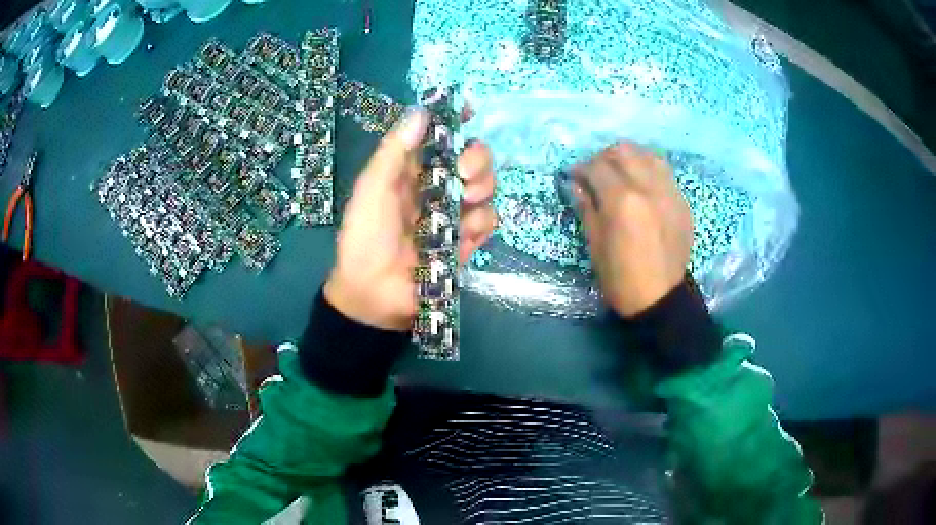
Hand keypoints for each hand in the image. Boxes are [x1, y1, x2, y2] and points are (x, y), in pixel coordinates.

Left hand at [324, 109, 496, 330]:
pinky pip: (489, 220)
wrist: (374, 295)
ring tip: (464, 201)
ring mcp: (455, 213)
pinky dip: (481, 222)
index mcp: (412, 170)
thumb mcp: (372, 189)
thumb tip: (421, 111)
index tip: (470, 110)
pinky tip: (464, 234)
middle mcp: (438, 186)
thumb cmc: (365, 238)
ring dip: (483, 187)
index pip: (441, 137)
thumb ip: (394, 152)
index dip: (456, 120)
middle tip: (464, 172)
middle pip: (474, 158)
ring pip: (487, 186)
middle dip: (477, 158)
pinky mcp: (468, 240)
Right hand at [574, 143, 692, 316]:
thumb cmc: (621, 277)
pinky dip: (648, 170)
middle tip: (596, 173)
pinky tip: (641, 184)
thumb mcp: (595, 244)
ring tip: (620, 173)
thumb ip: (586, 207)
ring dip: (629, 158)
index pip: (597, 167)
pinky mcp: (681, 201)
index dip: (580, 168)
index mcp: (622, 201)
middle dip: (603, 157)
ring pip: (647, 155)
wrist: (660, 298)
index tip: (573, 175)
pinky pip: (664, 171)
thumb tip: (575, 184)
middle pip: (623, 151)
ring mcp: (669, 192)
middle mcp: (648, 187)